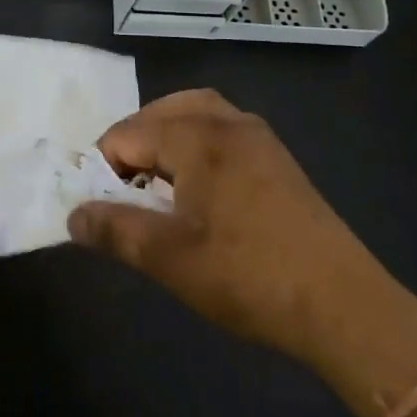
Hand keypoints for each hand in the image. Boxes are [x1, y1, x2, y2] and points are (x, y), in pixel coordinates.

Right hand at [68, 89, 363, 367]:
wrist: (343, 305)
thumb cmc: (247, 276)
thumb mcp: (169, 259)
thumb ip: (115, 229)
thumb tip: (73, 216)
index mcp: (197, 137)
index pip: (128, 134)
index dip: (103, 167)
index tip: (99, 206)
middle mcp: (227, 122)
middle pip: (162, 111)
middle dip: (133, 142)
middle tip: (122, 187)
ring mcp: (259, 138)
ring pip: (197, 114)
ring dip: (166, 137)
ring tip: (155, 182)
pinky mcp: (278, 159)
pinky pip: (224, 130)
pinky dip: (197, 143)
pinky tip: (198, 189)